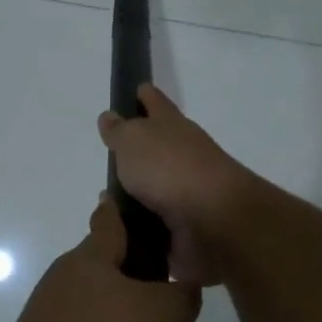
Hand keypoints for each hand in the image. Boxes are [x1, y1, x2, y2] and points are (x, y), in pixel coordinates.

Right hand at [97, 84, 253, 285]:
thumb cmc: (170, 169)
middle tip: (110, 156)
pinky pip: (155, 224)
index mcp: (171, 126)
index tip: (136, 89)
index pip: (155, 102)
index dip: (145, 95)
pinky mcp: (186, 227)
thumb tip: (110, 117)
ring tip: (107, 202)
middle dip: (138, 150)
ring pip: (156, 188)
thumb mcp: (133, 141)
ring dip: (137, 193)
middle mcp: (183, 154)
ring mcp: (187, 192)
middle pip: (158, 146)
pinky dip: (140, 227)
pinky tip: (119, 232)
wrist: (214, 222)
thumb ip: (119, 131)